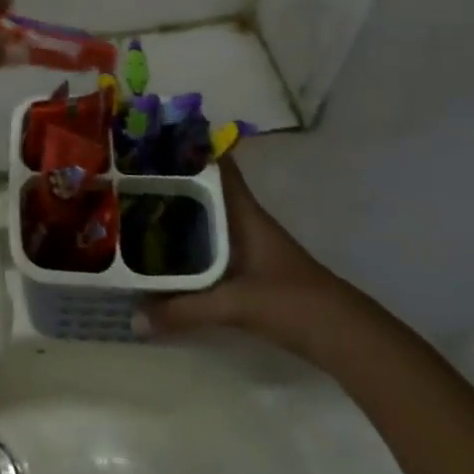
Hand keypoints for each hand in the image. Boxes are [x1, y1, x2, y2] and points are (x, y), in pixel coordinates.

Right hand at [144, 160, 353, 355]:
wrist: (344, 336)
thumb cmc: (292, 302)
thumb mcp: (234, 305)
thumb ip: (184, 311)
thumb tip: (134, 318)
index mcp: (244, 213)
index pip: (219, 166)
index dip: (191, 147)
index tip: (155, 137)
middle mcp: (245, 220)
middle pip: (206, 189)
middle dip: (173, 179)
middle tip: (130, 172)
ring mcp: (250, 243)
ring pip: (208, 216)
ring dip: (180, 210)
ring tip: (138, 205)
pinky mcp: (251, 267)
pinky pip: (211, 242)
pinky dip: (190, 240)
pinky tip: (167, 250)